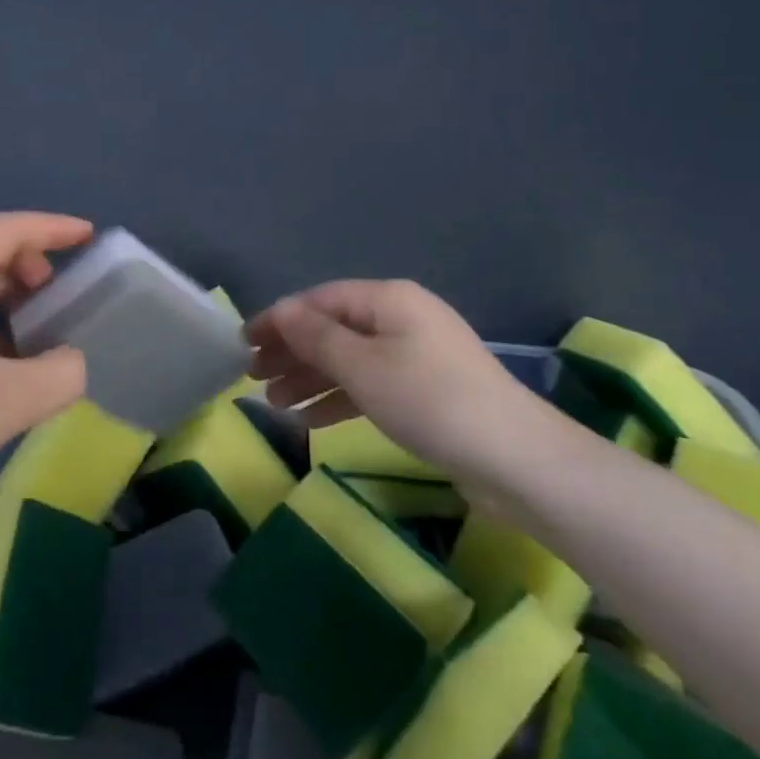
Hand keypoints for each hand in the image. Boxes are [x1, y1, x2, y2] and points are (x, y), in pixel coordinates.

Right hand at [247, 279, 541, 485]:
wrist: (516, 459)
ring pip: (348, 359)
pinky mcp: (423, 391)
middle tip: (252, 378)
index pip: (319, 300)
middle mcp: (400, 319)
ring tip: (274, 405)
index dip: (278, 319)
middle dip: (290, 352)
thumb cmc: (429, 400)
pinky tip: (309, 421)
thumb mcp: (363, 366)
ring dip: (309, 379)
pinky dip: (338, 399)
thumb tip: (281, 310)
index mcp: (387, 299)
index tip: (243, 344)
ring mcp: (414, 356)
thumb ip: (316, 336)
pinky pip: (369, 385)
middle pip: (332, 328)